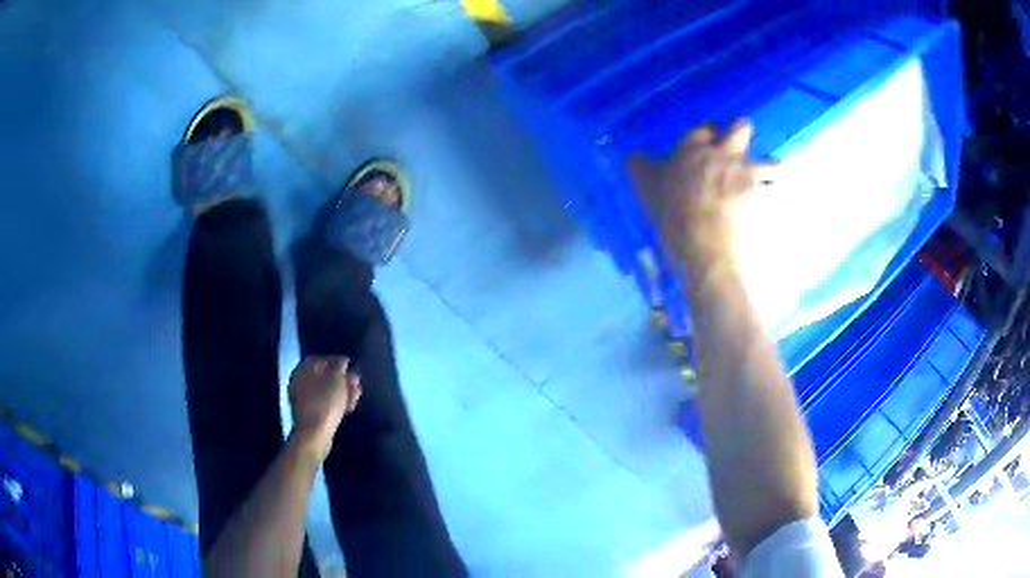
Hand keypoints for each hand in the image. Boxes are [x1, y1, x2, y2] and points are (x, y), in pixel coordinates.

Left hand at [288, 356, 361, 461]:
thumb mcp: (336, 379)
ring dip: (342, 391)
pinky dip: (337, 402)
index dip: (335, 360)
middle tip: (356, 380)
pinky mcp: (311, 415)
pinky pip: (325, 404)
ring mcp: (304, 401)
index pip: (318, 360)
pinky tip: (350, 406)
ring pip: (326, 392)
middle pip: (323, 377)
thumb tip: (341, 362)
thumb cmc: (325, 402)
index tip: (350, 364)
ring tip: (357, 393)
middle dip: (341, 378)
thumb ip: (339, 367)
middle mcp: (299, 384)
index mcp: (301, 371)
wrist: (316, 434)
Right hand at [628, 120, 774, 268]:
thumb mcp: (645, 185)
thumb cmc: (672, 212)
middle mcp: (725, 155)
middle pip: (741, 129)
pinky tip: (778, 202)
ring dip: (772, 167)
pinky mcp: (764, 198)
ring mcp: (748, 175)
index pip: (704, 128)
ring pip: (771, 162)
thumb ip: (639, 166)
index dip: (708, 132)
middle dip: (742, 132)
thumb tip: (633, 156)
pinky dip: (779, 198)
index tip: (709, 138)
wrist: (704, 241)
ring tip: (774, 174)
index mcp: (695, 149)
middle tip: (741, 143)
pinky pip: (779, 194)